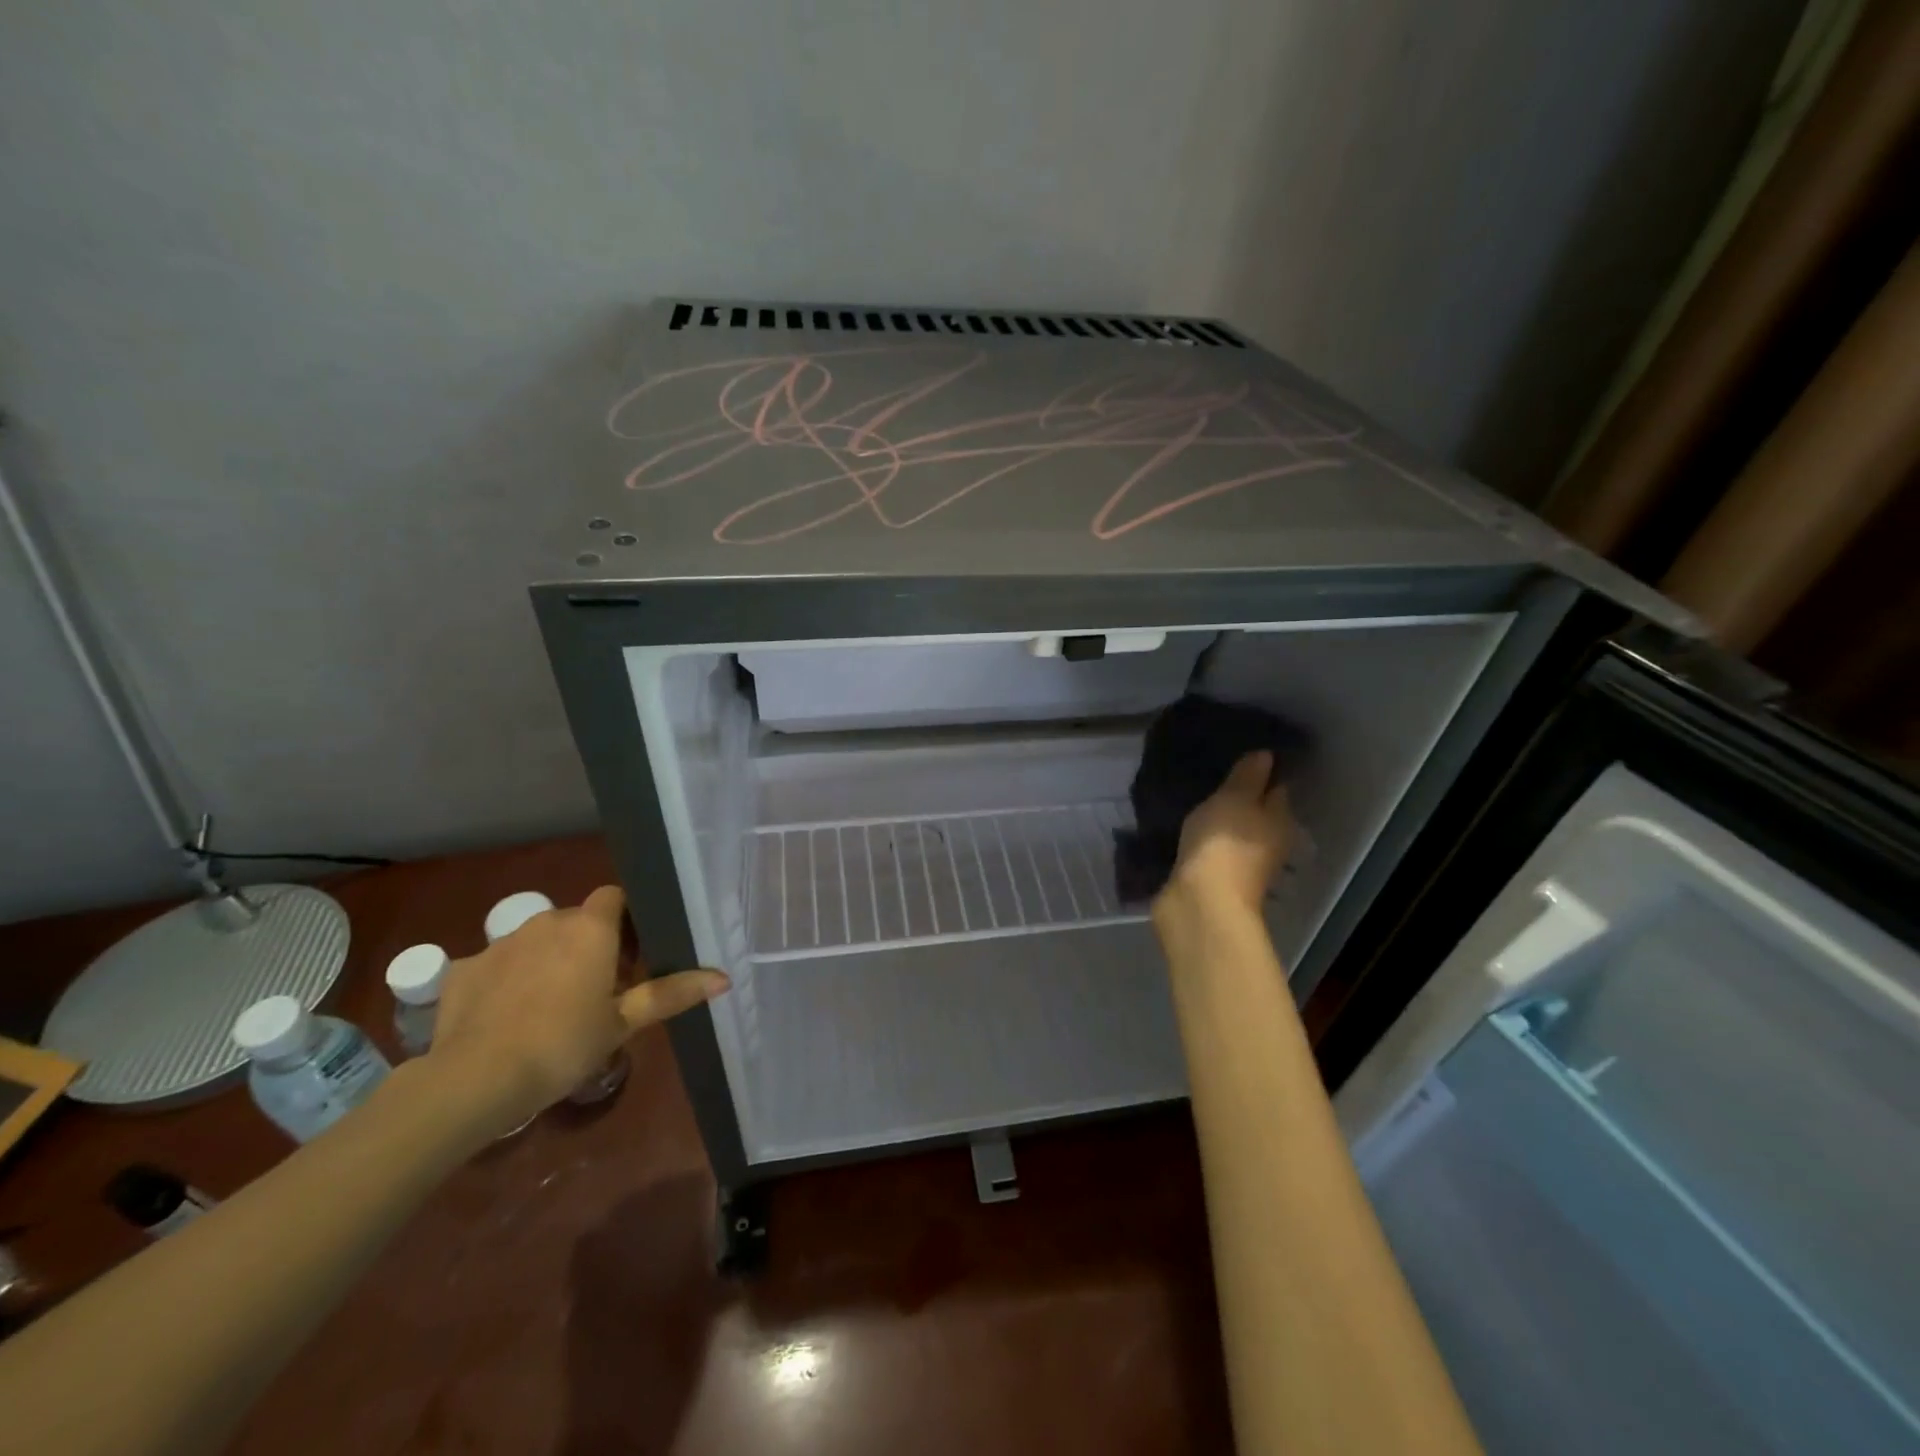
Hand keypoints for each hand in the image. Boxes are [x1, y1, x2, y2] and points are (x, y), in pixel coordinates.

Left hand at [422, 885, 727, 1137]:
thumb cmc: (562, 1045)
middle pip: (576, 920)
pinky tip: (505, 1018)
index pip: (614, 897)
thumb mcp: (623, 1023)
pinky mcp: (463, 969)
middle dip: (589, 945)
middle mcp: (546, 922)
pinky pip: (496, 966)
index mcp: (590, 928)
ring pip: (536, 941)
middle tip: (599, 990)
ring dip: (548, 961)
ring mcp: (500, 943)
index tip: (632, 956)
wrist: (473, 1081)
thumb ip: (670, 994)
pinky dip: (506, 982)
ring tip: (551, 1007)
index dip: (626, 920)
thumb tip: (724, 978)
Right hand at [1161, 751, 1293, 915]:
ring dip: (1218, 820)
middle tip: (1213, 773)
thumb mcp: (1236, 798)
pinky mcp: (1212, 878)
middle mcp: (1267, 843)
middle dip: (1239, 797)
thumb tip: (1267, 755)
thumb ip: (1249, 776)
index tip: (1243, 753)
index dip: (1264, 771)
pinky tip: (1184, 826)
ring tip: (1193, 795)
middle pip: (1256, 813)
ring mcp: (1240, 864)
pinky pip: (1210, 849)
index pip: (1278, 788)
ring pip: (1232, 832)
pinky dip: (1202, 839)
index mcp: (1280, 821)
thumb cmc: (1224, 843)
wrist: (1199, 902)